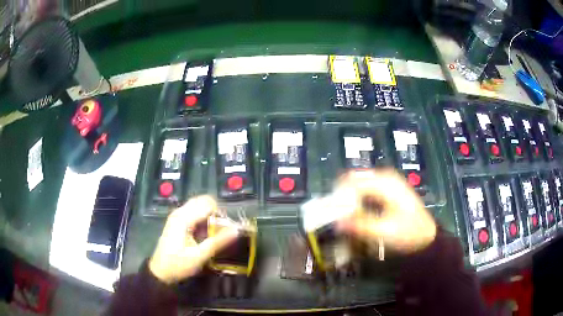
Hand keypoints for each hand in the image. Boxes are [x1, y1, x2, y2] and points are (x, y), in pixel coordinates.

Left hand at [149, 196, 238, 283]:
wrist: (160, 272)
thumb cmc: (178, 264)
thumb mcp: (199, 256)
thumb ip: (218, 242)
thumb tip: (236, 230)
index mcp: (183, 218)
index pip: (208, 204)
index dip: (220, 214)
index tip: (226, 229)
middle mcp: (179, 212)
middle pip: (202, 201)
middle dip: (215, 212)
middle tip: (220, 230)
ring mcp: (177, 216)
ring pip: (198, 206)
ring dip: (209, 216)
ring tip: (214, 233)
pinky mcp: (177, 222)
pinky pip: (193, 213)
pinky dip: (202, 219)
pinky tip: (204, 234)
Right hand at [336, 169, 436, 253]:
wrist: (426, 237)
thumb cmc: (408, 233)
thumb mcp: (385, 231)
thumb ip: (360, 225)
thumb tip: (336, 222)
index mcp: (385, 182)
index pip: (352, 182)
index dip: (338, 197)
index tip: (329, 214)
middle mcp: (384, 176)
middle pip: (353, 180)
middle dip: (342, 196)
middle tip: (334, 216)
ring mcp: (386, 182)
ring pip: (358, 184)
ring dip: (348, 199)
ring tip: (342, 217)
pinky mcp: (387, 190)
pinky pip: (365, 190)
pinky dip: (356, 200)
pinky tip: (355, 214)